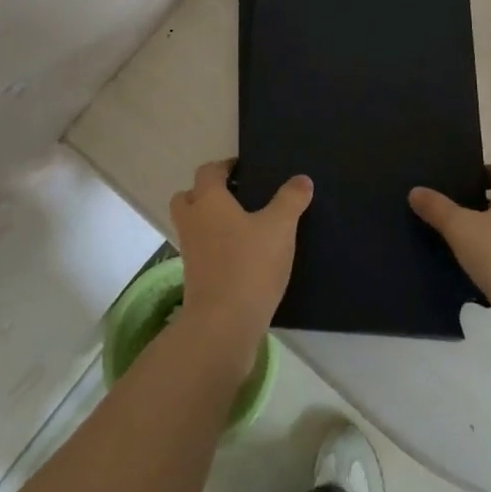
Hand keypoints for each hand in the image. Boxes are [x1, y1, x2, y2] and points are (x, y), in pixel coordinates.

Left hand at [170, 160, 311, 369]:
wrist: (223, 325)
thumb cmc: (249, 264)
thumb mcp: (280, 227)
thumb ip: (291, 200)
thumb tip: (302, 179)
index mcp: (208, 200)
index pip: (208, 171)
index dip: (225, 166)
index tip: (244, 169)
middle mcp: (192, 221)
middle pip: (189, 196)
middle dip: (207, 193)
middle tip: (237, 197)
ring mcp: (189, 251)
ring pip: (193, 225)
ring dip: (210, 222)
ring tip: (244, 227)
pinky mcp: (194, 278)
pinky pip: (201, 251)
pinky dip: (215, 248)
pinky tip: (242, 257)